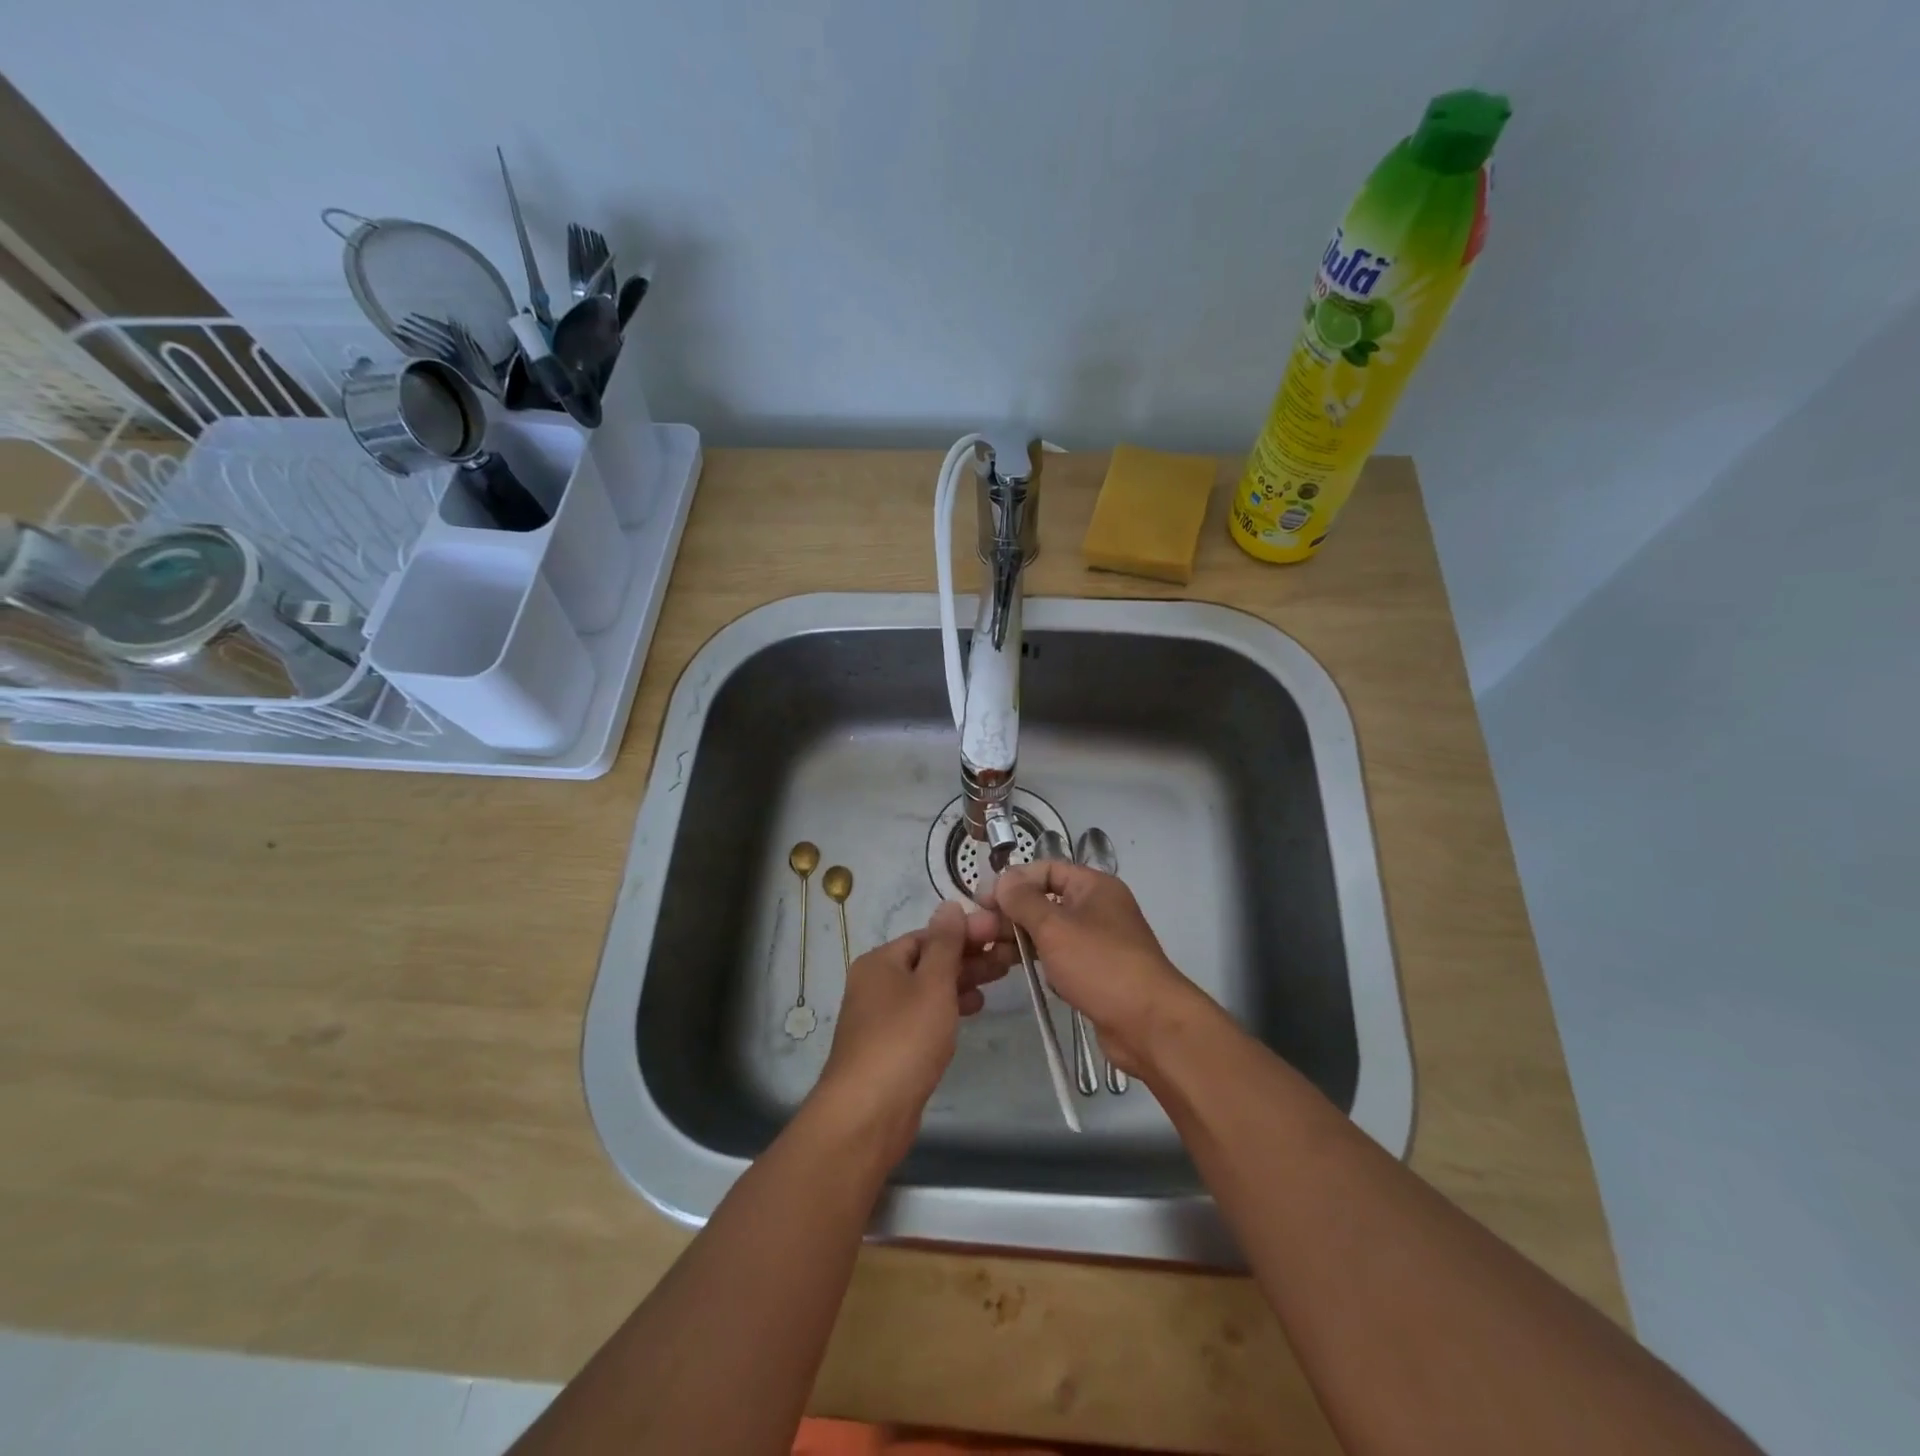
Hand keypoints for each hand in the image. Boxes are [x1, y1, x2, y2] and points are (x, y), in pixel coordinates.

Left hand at [811, 901, 1013, 1162]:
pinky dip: (949, 1007)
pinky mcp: (891, 1045)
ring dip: (963, 981)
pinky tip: (975, 1009)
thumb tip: (949, 905)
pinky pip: (924, 1014)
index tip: (1001, 933)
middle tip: (1008, 957)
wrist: (868, 1113)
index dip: (965, 932)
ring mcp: (882, 1016)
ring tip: (999, 979)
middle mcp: (877, 983)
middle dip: (968, 956)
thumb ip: (945, 944)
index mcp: (881, 961)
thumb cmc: (904, 1039)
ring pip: (929, 988)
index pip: (928, 935)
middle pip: (929, 960)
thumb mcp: (932, 984)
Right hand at [979, 862, 1205, 1079]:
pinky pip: (1059, 957)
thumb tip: (1003, 878)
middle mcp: (1098, 908)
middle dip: (1012, 913)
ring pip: (1050, 931)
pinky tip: (1015, 971)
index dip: (1015, 880)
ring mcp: (1098, 942)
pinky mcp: (1095, 973)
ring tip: (988, 952)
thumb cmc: (1100, 964)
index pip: (1047, 869)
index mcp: (1094, 886)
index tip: (984, 899)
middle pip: (1046, 900)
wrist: (1148, 1024)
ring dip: (1020, 938)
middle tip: (978, 930)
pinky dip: (1038, 960)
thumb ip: (1023, 901)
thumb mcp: (1054, 927)